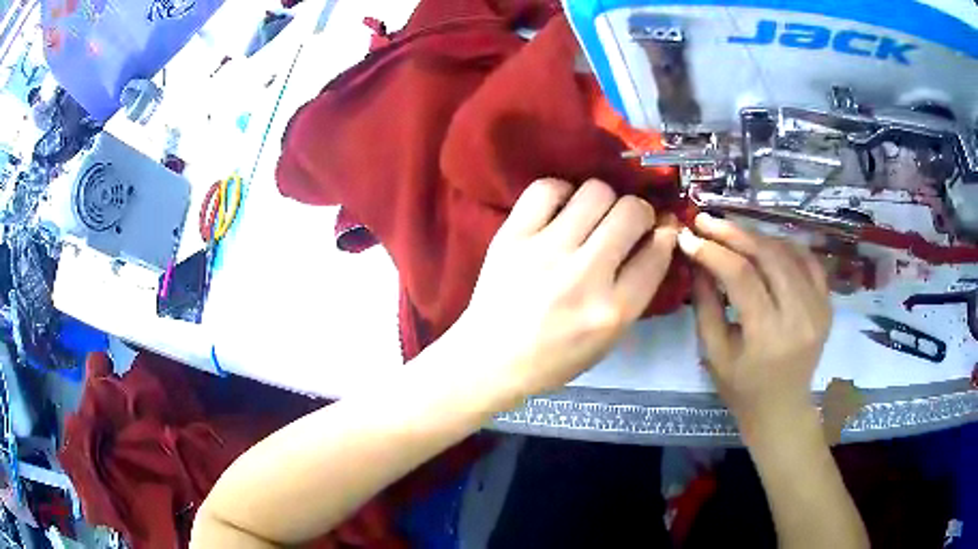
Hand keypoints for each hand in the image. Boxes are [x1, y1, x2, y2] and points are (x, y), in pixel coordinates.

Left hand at [457, 178, 677, 399]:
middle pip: (631, 212)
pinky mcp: (512, 236)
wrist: (491, 359)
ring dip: (604, 200)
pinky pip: (547, 188)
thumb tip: (657, 236)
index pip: (657, 252)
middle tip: (626, 222)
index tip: (659, 228)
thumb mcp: (608, 340)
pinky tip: (560, 209)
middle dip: (638, 212)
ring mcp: (545, 252)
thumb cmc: (555, 358)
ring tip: (592, 215)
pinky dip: (561, 192)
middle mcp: (584, 276)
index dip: (665, 233)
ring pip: (595, 192)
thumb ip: (636, 290)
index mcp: (613, 311)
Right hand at [677, 213, 831, 436]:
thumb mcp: (714, 353)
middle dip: (734, 233)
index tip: (688, 235)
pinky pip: (809, 260)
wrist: (783, 409)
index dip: (713, 251)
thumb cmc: (742, 388)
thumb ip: (705, 303)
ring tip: (731, 232)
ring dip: (757, 236)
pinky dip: (786, 246)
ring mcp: (819, 307)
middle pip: (768, 256)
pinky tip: (766, 244)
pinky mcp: (827, 304)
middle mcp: (799, 317)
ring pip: (788, 252)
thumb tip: (697, 257)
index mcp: (768, 336)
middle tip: (706, 220)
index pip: (741, 276)